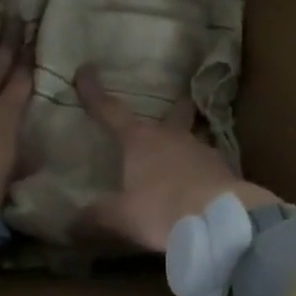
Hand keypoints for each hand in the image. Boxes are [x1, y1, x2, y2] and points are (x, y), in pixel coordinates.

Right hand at [74, 64, 278, 252]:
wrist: (221, 221)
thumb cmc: (162, 210)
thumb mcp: (121, 218)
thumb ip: (95, 217)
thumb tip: (70, 224)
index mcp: (139, 141)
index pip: (110, 111)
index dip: (94, 93)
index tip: (85, 70)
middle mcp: (171, 137)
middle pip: (172, 114)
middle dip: (172, 109)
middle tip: (176, 102)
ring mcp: (202, 151)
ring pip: (192, 139)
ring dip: (185, 145)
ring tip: (182, 158)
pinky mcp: (224, 170)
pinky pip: (208, 165)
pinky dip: (200, 171)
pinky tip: (199, 186)